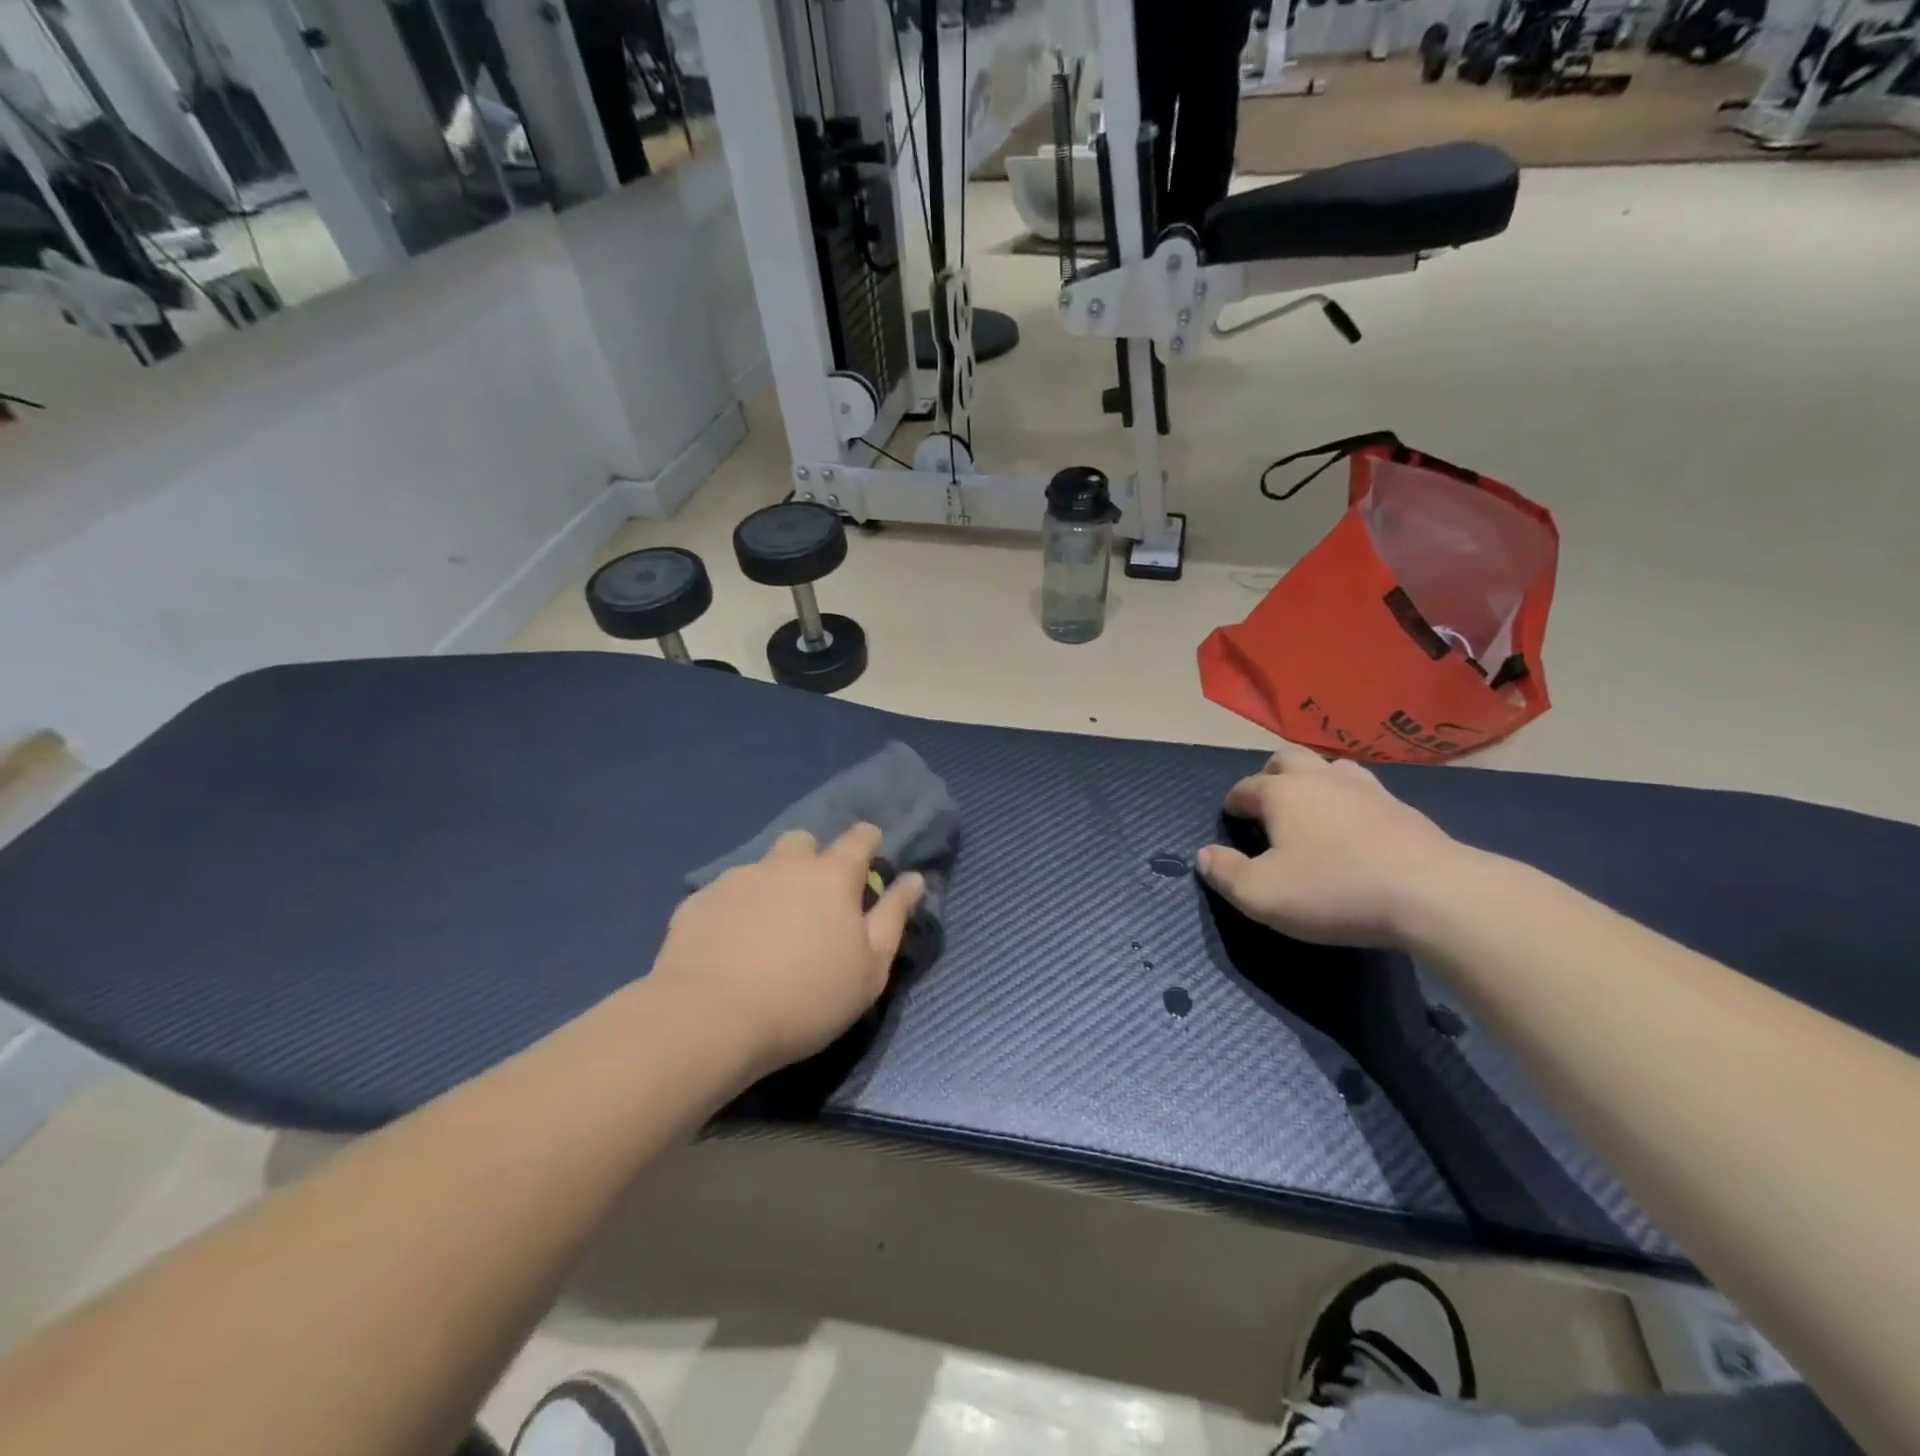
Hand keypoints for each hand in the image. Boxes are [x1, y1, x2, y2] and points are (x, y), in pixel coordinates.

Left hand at [647, 823, 925, 1077]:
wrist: (711, 1018)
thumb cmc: (807, 997)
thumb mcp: (871, 968)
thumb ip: (893, 916)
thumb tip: (913, 878)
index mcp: (832, 876)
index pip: (859, 838)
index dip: (868, 841)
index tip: (871, 854)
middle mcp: (785, 865)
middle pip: (804, 842)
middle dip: (813, 858)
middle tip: (814, 898)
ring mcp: (737, 879)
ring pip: (762, 866)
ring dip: (772, 884)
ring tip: (768, 928)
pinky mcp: (698, 901)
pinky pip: (725, 894)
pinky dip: (734, 910)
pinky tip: (728, 946)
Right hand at [1196, 742, 1470, 948]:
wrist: (1432, 894)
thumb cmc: (1333, 889)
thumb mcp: (1261, 894)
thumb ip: (1225, 873)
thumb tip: (1204, 855)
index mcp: (1282, 793)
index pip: (1246, 787)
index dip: (1234, 803)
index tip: (1231, 819)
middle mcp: (1321, 779)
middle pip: (1288, 758)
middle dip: (1270, 775)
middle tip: (1268, 803)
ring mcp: (1368, 789)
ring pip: (1332, 768)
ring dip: (1315, 782)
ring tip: (1313, 810)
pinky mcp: (1404, 809)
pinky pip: (1366, 792)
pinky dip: (1351, 803)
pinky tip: (1356, 828)